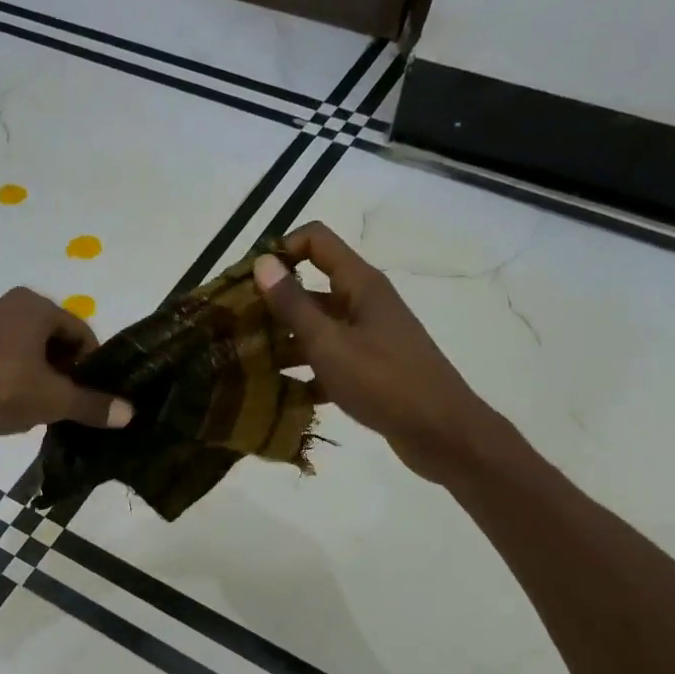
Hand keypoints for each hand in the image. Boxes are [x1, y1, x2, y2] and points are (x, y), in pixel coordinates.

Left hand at [0, 287, 133, 439]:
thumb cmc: (1, 389)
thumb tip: (129, 413)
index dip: (91, 364)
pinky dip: (6, 374)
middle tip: (65, 401)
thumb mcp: (53, 401)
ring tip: (35, 405)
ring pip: (21, 347)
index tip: (91, 393)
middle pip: (50, 337)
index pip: (80, 331)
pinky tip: (2, 402)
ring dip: (34, 372)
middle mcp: (6, 304)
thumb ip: (92, 405)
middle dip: (62, 368)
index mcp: (35, 306)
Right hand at [254, 222, 493, 481]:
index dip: (280, 250)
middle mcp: (364, 303)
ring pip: (317, 329)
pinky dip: (305, 374)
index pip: (316, 241)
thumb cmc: (384, 381)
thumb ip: (293, 305)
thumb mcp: (330, 343)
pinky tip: (278, 395)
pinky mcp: (369, 370)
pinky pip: (328, 362)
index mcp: (360, 284)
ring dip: (284, 343)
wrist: (441, 432)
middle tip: (233, 329)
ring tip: (245, 365)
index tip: (247, 282)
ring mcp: (368, 338)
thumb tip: (263, 263)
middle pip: (311, 289)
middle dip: (272, 305)